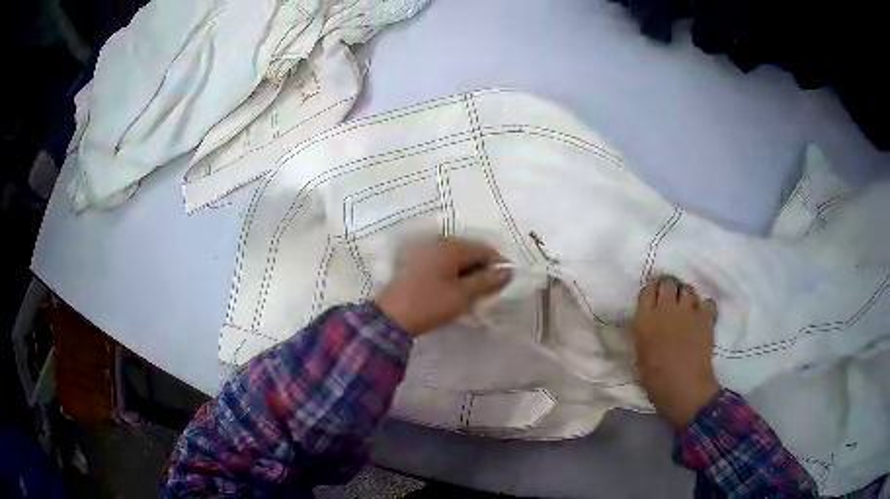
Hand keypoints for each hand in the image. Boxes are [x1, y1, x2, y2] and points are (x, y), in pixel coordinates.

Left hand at [375, 238, 512, 336]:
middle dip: (483, 267)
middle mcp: (438, 244)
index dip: (498, 263)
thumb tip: (508, 271)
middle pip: (469, 251)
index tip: (506, 281)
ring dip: (468, 271)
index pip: (484, 249)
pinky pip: (443, 263)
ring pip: (456, 258)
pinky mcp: (416, 264)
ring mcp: (425, 252)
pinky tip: (457, 289)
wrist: (390, 317)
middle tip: (491, 289)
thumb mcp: (463, 295)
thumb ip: (487, 281)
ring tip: (475, 291)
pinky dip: (454, 273)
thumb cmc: (430, 304)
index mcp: (451, 247)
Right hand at [631, 276, 720, 428]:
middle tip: (670, 299)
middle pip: (668, 283)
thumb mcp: (641, 353)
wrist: (684, 388)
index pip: (647, 290)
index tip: (653, 298)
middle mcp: (666, 308)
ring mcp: (688, 311)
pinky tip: (702, 316)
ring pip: (688, 289)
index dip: (651, 291)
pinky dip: (705, 306)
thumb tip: (650, 320)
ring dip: (686, 296)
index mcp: (645, 319)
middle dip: (669, 288)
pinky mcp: (706, 317)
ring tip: (687, 308)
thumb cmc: (656, 378)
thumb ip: (645, 331)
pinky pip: (707, 301)